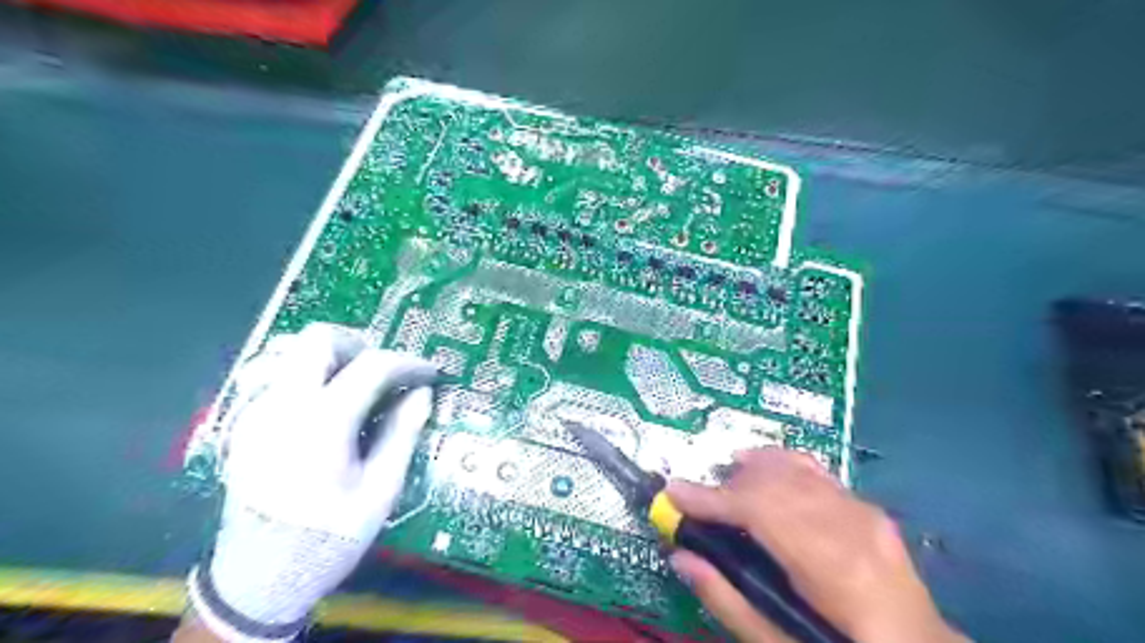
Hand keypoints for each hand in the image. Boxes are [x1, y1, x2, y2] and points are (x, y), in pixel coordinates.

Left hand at [186, 323, 435, 639]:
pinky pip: (277, 377)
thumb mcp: (380, 490)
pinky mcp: (244, 424)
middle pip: (318, 339)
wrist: (258, 578)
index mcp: (321, 423)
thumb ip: (402, 433)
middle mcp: (282, 406)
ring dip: (330, 358)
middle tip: (385, 370)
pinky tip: (326, 408)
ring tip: (356, 385)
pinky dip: (308, 376)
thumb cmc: (330, 535)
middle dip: (360, 344)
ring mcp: (256, 412)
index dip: (408, 362)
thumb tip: (422, 393)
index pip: (372, 365)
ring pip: (291, 352)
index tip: (428, 372)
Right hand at [667, 448, 959, 642]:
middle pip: (774, 485)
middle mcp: (851, 528)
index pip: (761, 513)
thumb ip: (729, 602)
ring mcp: (863, 511)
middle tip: (697, 503)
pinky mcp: (866, 506)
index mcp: (834, 570)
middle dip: (727, 487)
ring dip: (749, 472)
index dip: (712, 500)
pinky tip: (757, 463)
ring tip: (723, 484)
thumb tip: (681, 557)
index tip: (673, 493)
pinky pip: (814, 470)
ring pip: (793, 471)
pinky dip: (779, 461)